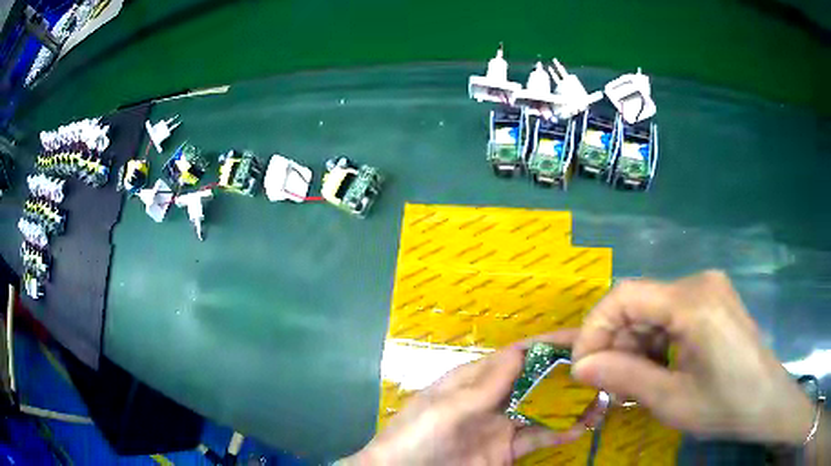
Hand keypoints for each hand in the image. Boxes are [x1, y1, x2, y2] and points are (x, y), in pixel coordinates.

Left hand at [345, 333, 605, 464]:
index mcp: (474, 379)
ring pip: (543, 409)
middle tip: (604, 369)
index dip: (549, 344)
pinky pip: (539, 437)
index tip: (584, 336)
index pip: (517, 355)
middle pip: (537, 380)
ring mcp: (501, 426)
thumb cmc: (416, 437)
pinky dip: (561, 432)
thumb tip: (521, 351)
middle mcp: (492, 398)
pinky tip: (583, 428)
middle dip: (567, 373)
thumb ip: (485, 385)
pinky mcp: (506, 450)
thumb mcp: (447, 408)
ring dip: (571, 404)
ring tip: (603, 399)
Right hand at [571, 270, 814, 444]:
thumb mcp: (671, 400)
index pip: (625, 296)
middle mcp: (699, 282)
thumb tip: (580, 368)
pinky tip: (658, 369)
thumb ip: (624, 378)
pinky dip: (655, 342)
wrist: (766, 401)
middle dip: (616, 343)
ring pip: (653, 310)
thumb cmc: (724, 405)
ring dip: (635, 346)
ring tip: (632, 383)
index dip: (595, 328)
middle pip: (640, 302)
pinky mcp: (713, 300)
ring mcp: (709, 289)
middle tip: (606, 383)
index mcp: (693, 302)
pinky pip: (671, 314)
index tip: (582, 366)